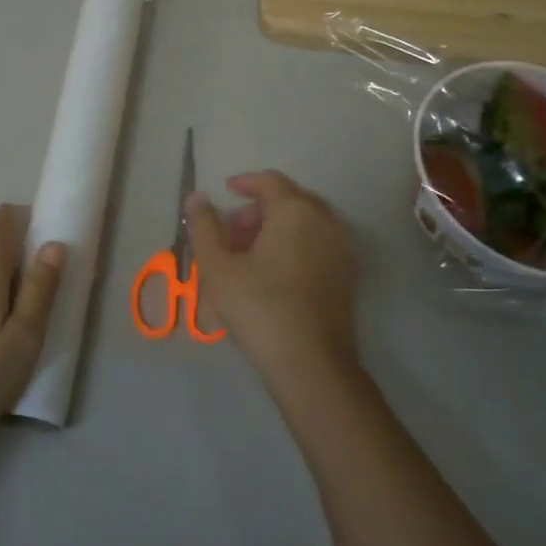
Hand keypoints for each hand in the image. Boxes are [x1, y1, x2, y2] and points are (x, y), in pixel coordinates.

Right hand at [185, 171, 360, 399]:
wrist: (312, 364)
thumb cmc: (259, 308)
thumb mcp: (218, 267)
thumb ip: (204, 226)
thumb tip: (196, 197)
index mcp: (296, 211)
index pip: (270, 181)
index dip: (245, 183)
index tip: (226, 192)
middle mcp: (326, 221)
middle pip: (290, 200)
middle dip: (259, 209)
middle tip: (233, 231)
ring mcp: (342, 248)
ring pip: (306, 223)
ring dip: (277, 228)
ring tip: (249, 254)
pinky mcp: (349, 274)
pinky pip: (319, 243)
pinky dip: (296, 244)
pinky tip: (275, 272)